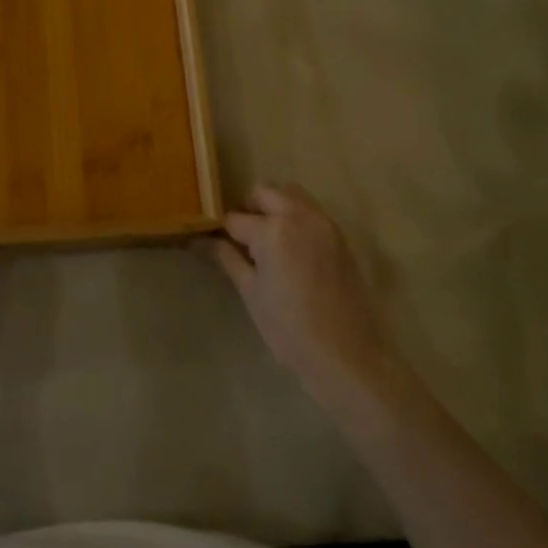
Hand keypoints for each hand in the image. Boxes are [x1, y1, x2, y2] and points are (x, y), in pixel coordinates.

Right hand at [198, 183, 396, 401]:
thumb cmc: (288, 328)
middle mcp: (299, 217)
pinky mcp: (340, 237)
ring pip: (292, 195)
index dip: (221, 231)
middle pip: (265, 192)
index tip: (215, 242)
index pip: (235, 219)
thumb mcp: (251, 293)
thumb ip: (227, 259)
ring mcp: (324, 224)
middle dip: (249, 209)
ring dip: (275, 207)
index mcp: (272, 230)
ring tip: (269, 241)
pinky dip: (296, 218)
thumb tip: (202, 242)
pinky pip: (312, 212)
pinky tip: (292, 250)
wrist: (344, 354)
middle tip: (242, 239)